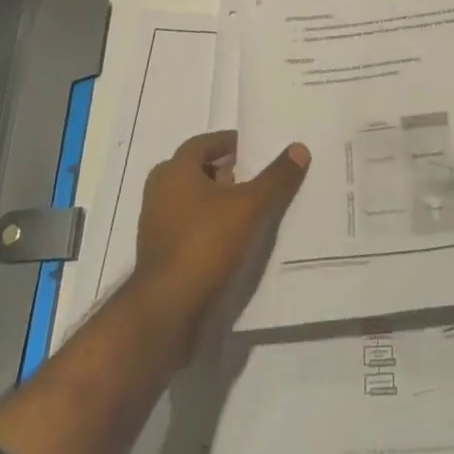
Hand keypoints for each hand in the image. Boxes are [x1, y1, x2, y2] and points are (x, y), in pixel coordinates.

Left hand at [134, 130, 309, 350]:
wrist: (166, 310)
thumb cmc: (205, 243)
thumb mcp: (249, 206)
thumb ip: (275, 178)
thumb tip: (299, 148)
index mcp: (174, 170)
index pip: (203, 143)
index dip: (228, 143)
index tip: (252, 150)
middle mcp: (159, 191)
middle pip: (195, 170)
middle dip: (223, 171)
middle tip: (252, 177)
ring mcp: (155, 225)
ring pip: (190, 200)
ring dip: (215, 200)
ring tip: (246, 209)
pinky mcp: (158, 254)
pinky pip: (186, 226)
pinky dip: (206, 225)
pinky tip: (230, 239)